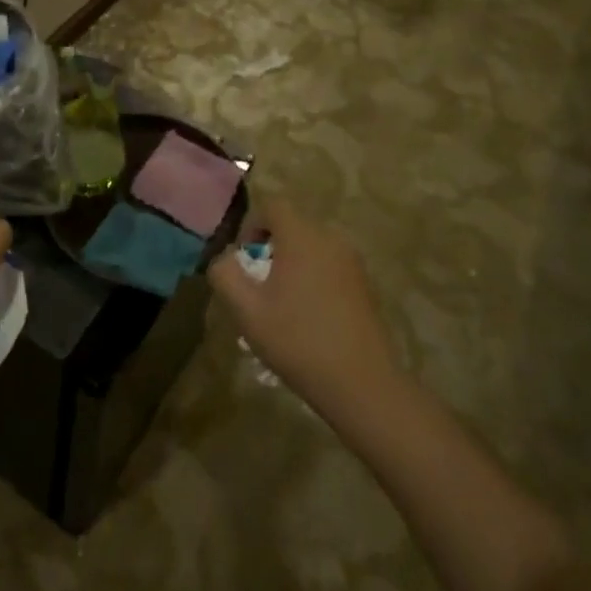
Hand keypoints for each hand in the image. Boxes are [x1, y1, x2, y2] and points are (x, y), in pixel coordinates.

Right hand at [209, 197, 400, 420]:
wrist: (362, 384)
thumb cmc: (298, 341)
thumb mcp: (247, 310)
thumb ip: (225, 275)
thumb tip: (224, 258)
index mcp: (302, 236)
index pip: (272, 206)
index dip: (251, 225)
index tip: (244, 259)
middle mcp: (330, 238)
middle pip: (292, 226)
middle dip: (271, 248)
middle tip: (259, 286)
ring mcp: (352, 261)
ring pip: (312, 247)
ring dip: (292, 265)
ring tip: (282, 304)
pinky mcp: (365, 284)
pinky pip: (330, 265)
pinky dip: (314, 278)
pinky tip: (309, 317)